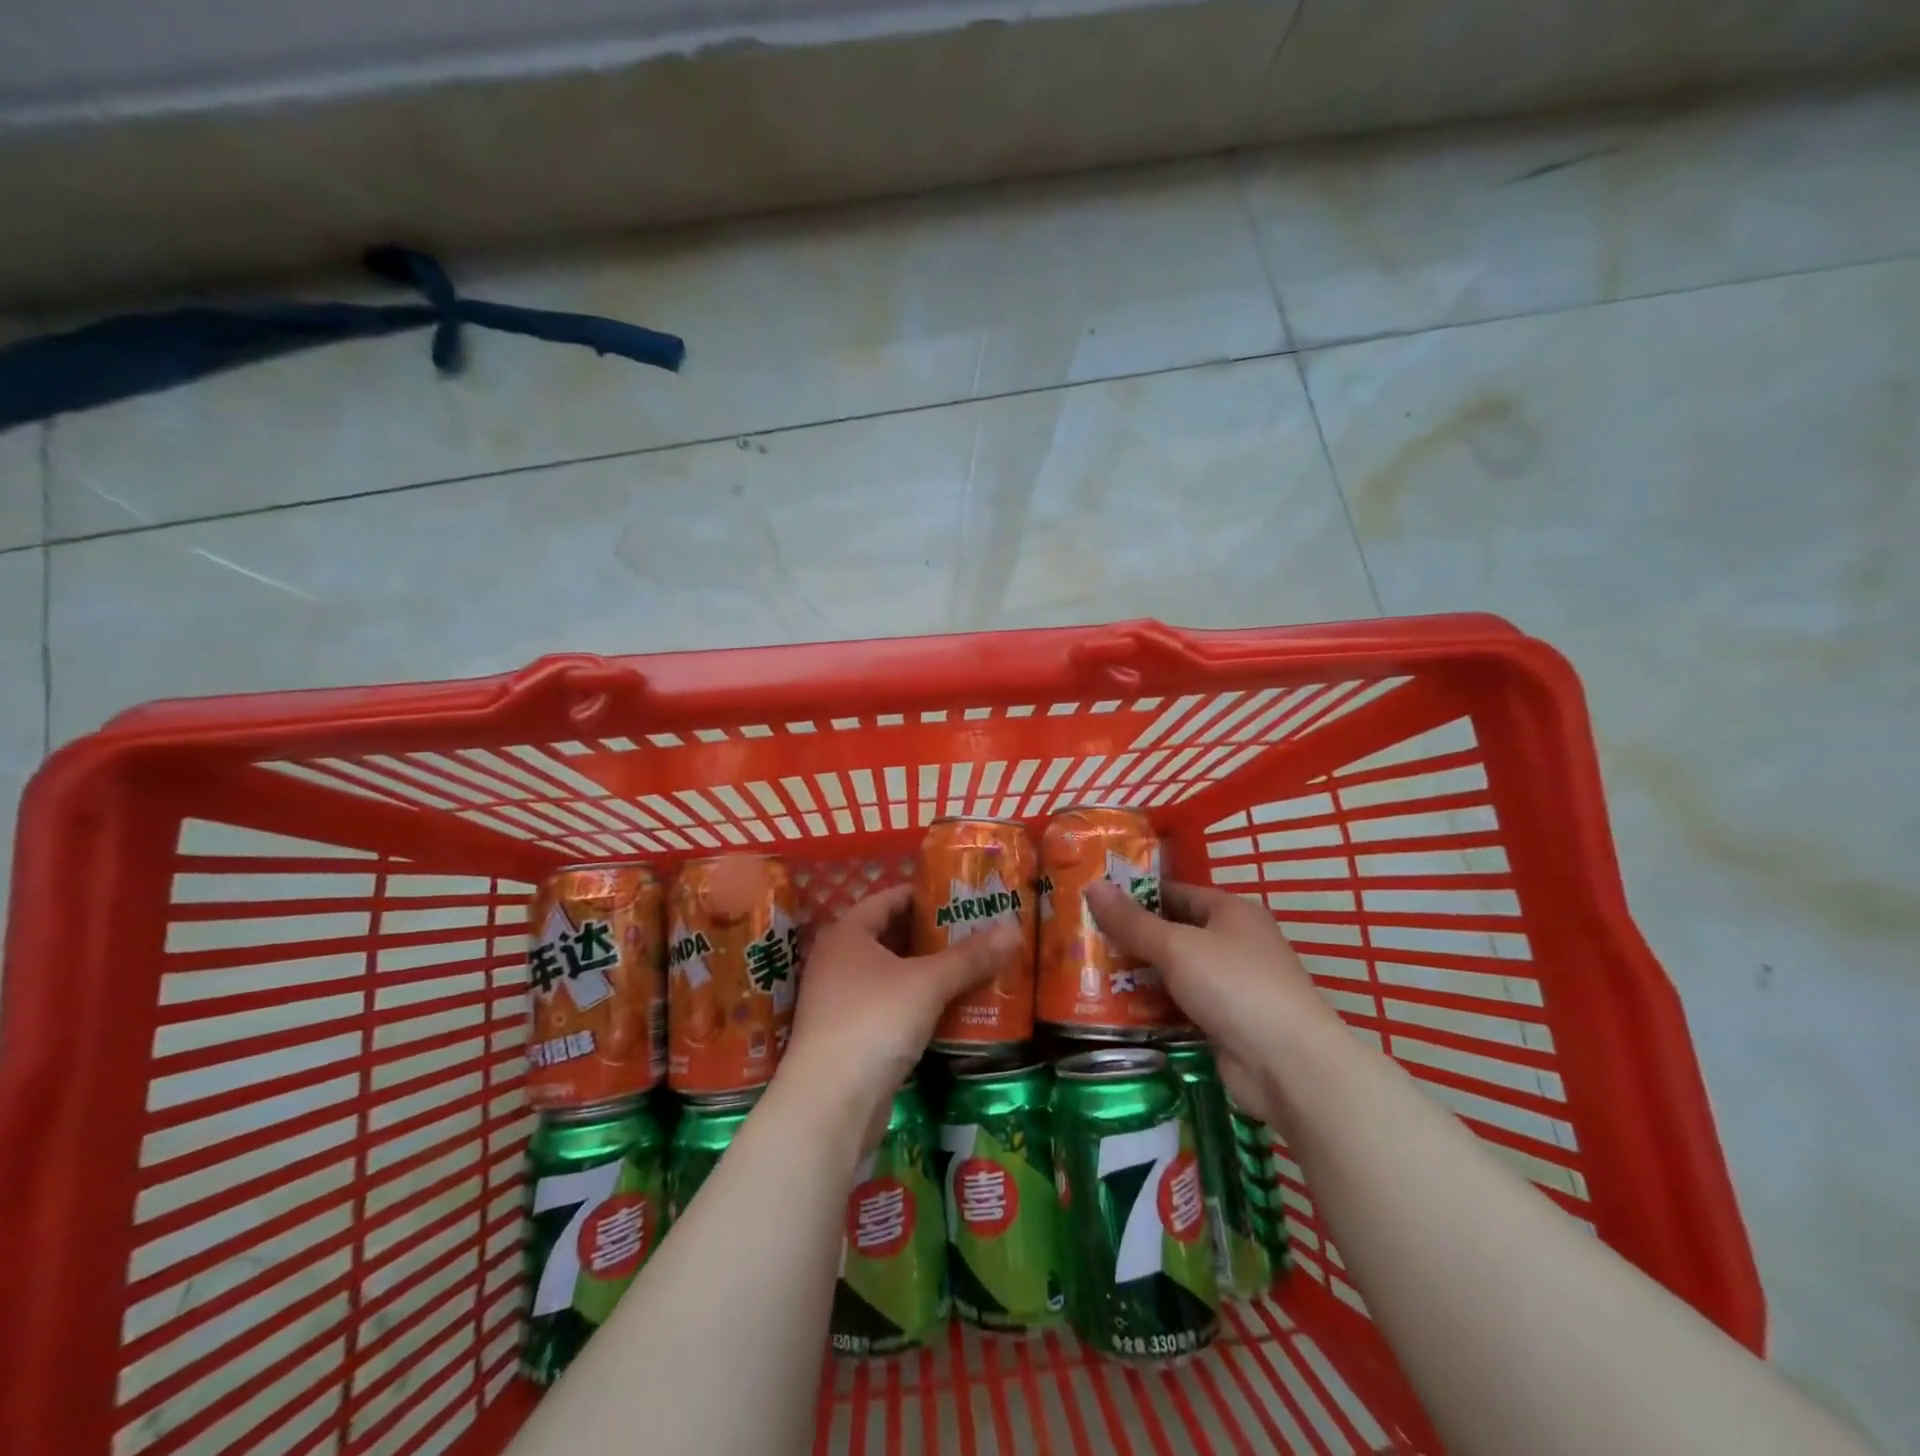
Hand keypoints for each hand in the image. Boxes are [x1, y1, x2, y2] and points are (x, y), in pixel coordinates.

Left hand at [779, 884, 1014, 1151]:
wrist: (830, 1104)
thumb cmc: (875, 1021)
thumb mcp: (928, 983)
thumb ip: (970, 957)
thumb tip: (1014, 930)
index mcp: (847, 933)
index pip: (889, 898)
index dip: (925, 895)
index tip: (962, 896)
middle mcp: (838, 960)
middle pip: (891, 935)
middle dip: (933, 934)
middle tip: (976, 930)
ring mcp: (841, 1000)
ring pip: (892, 973)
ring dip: (928, 970)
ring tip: (973, 964)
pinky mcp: (851, 1036)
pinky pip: (890, 1006)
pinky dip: (918, 1002)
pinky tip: (952, 1007)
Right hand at [1085, 879, 1344, 1128]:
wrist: (1288, 1066)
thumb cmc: (1234, 986)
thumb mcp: (1176, 947)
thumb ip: (1132, 921)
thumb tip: (1092, 885)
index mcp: (1231, 912)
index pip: (1175, 892)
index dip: (1135, 895)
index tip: (1094, 901)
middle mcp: (1234, 943)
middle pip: (1174, 932)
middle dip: (1132, 938)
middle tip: (1084, 940)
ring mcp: (1232, 985)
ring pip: (1175, 972)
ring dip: (1140, 974)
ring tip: (1090, 973)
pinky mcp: (1226, 1023)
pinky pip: (1182, 1005)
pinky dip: (1155, 1006)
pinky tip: (1118, 1010)